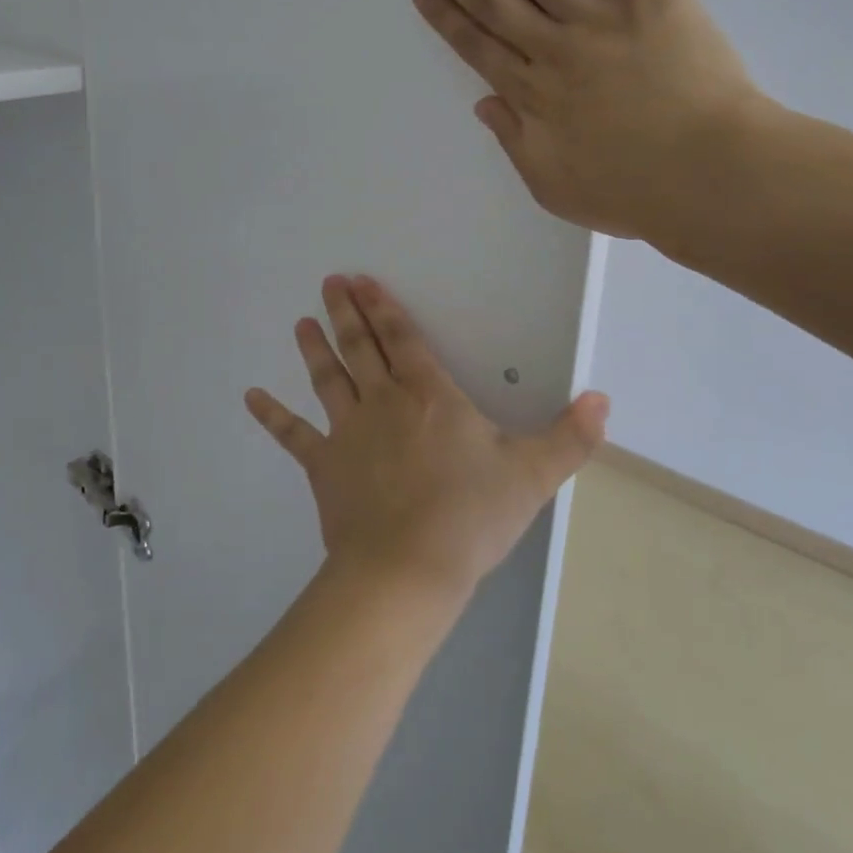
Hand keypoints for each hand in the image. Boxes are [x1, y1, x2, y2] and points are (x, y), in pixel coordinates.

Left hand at [245, 275, 607, 604]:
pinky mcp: (324, 466)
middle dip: (346, 312)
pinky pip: (294, 435)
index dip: (384, 308)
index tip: (363, 281)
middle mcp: (383, 402)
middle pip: (361, 347)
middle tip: (329, 281)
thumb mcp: (532, 476)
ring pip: (328, 379)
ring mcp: (348, 432)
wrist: (408, 571)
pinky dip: (271, 416)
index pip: (403, 339)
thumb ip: (569, 437)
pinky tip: (249, 396)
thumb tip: (603, 399)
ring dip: (315, 348)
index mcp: (429, 395)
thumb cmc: (470, 517)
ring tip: (302, 321)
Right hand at [410, 0, 774, 245]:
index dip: (446, 17)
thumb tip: (485, 103)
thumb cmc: (633, 192)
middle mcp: (553, 48)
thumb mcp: (554, 187)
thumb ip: (515, 143)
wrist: (710, 175)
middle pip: (494, 2)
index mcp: (532, 96)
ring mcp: (598, 16)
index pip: (477, 46)